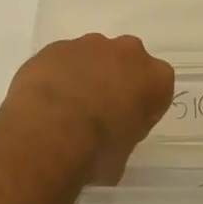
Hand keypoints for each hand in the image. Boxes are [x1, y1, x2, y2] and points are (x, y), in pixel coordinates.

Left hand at [0, 34, 175, 184]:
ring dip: (85, 74)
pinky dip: (57, 75)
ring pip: (93, 55)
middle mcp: (128, 53)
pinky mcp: (57, 45)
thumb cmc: (97, 150)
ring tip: (66, 108)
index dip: (141, 106)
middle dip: (116, 80)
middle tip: (99, 112)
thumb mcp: (121, 159)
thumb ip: (121, 139)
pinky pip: (62, 59)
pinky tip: (45, 101)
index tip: (127, 124)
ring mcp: (90, 44)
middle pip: (127, 62)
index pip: (157, 87)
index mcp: (155, 79)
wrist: (50, 130)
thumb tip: (106, 147)